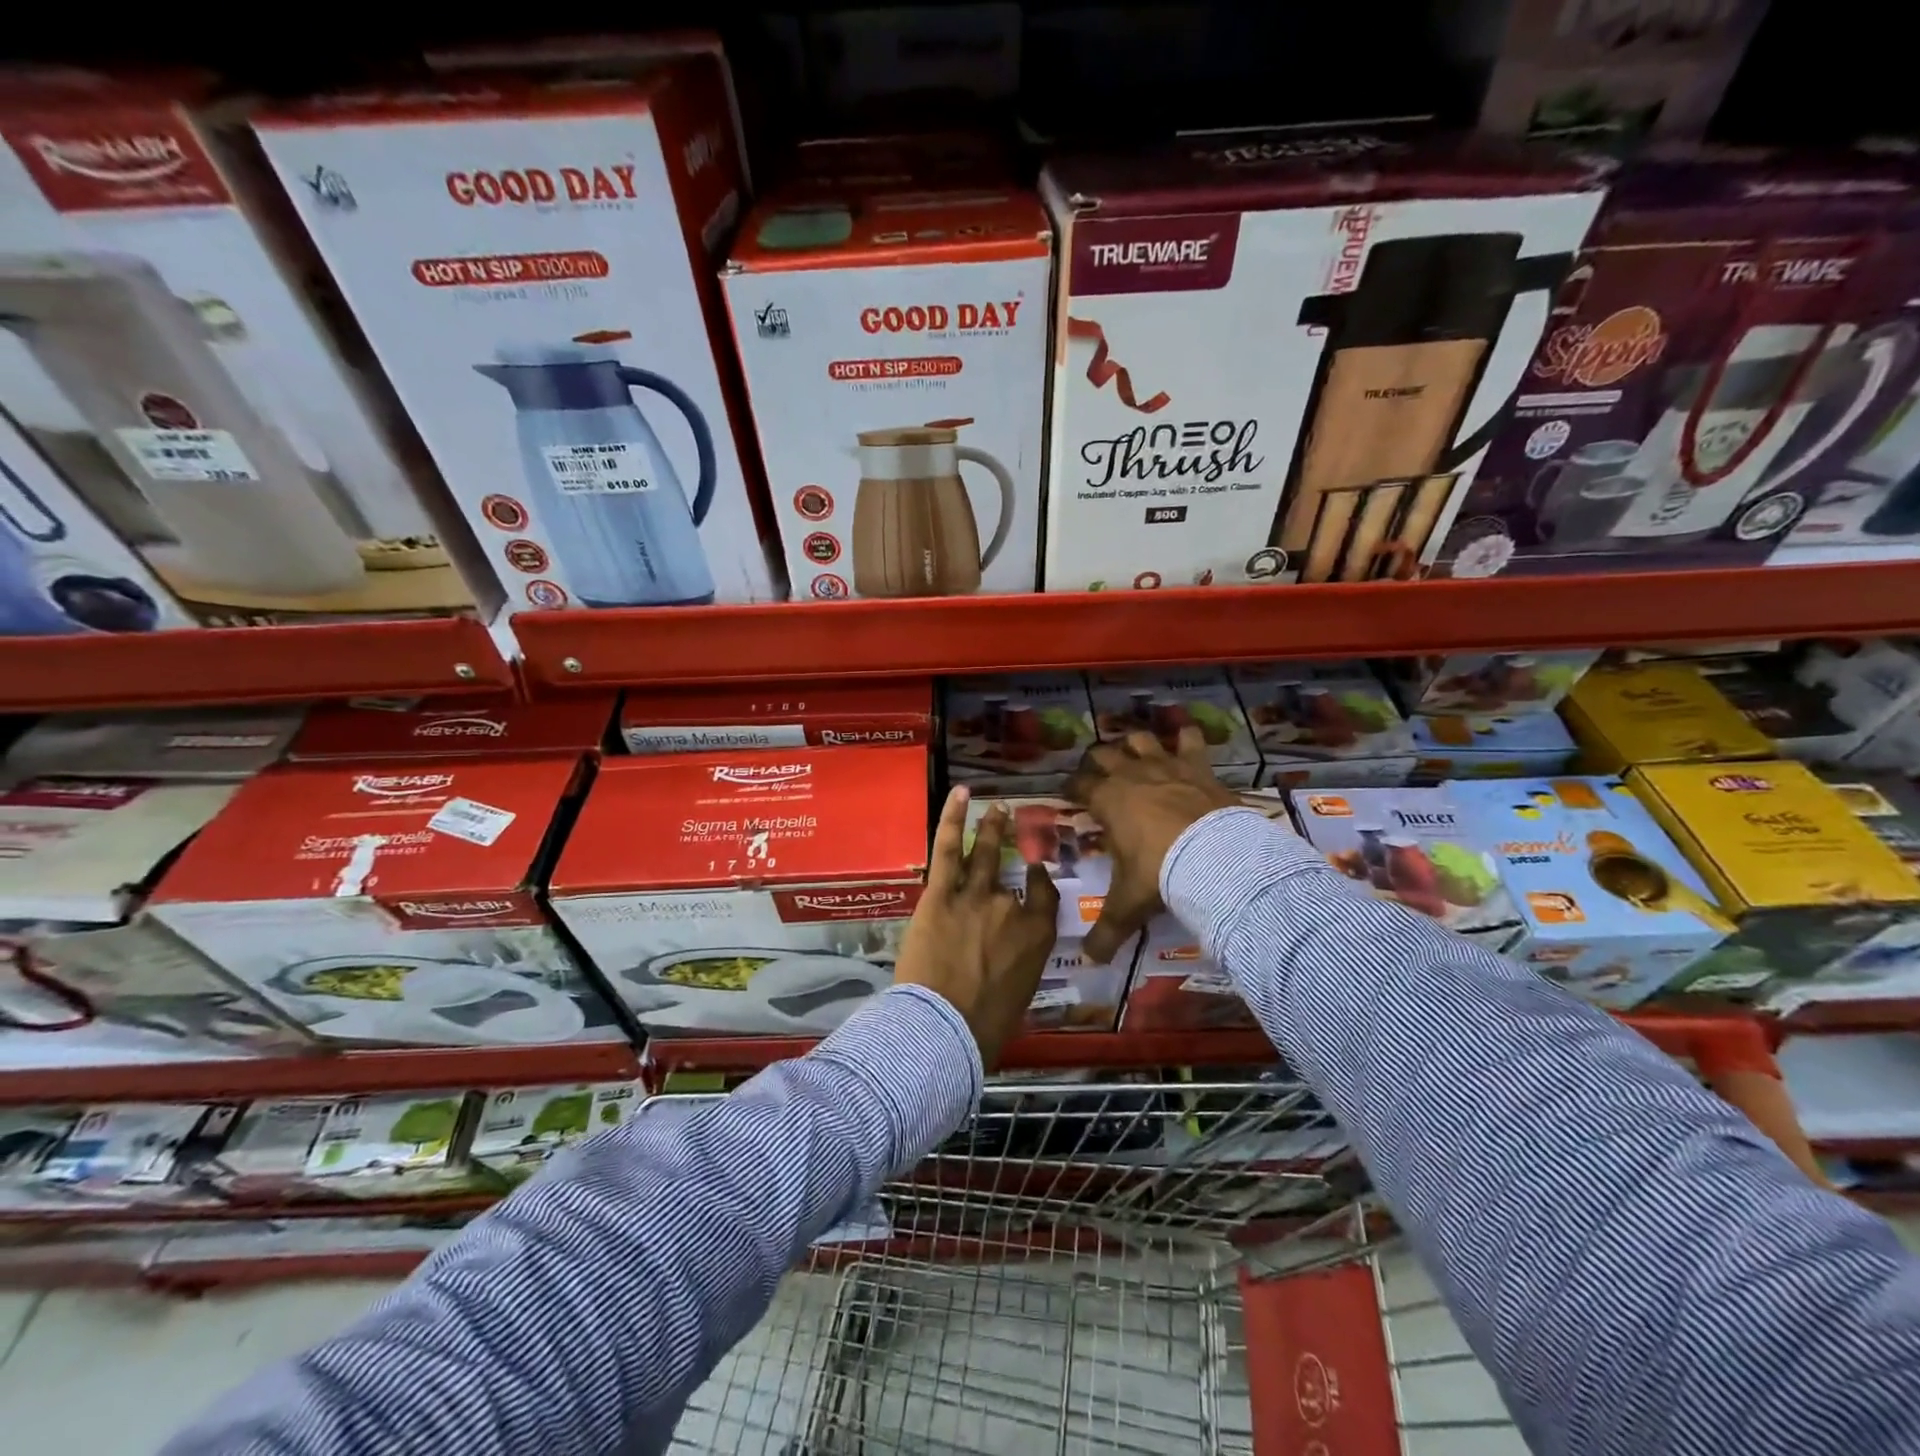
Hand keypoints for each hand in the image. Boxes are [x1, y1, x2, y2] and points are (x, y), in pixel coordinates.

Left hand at [896, 787, 1059, 1069]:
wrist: (945, 1027)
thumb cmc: (984, 1027)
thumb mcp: (1017, 995)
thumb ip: (1016, 966)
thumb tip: (1003, 962)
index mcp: (1037, 936)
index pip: (1045, 897)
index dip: (1040, 879)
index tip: (1035, 869)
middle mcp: (1011, 908)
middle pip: (1013, 870)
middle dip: (1010, 842)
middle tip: (1008, 818)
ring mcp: (975, 896)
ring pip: (982, 854)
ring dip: (988, 827)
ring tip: (992, 808)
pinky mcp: (940, 894)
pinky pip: (948, 849)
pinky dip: (953, 818)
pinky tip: (960, 795)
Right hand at [1066, 728, 1239, 962]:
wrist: (1214, 857)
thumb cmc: (1159, 873)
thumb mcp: (1128, 905)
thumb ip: (1107, 931)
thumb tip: (1089, 961)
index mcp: (1106, 800)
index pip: (1078, 785)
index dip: (1071, 788)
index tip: (1069, 794)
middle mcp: (1130, 775)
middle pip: (1104, 754)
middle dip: (1097, 761)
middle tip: (1098, 774)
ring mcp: (1165, 766)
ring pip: (1141, 739)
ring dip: (1135, 744)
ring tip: (1135, 752)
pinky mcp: (1197, 766)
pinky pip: (1191, 740)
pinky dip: (1188, 737)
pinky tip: (1187, 737)